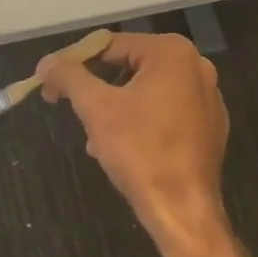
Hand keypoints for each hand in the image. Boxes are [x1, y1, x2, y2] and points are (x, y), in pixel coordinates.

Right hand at [38, 31, 229, 251]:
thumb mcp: (96, 108)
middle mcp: (197, 66)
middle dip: (96, 88)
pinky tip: (122, 148)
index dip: (74, 63)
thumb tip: (46, 62)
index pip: (111, 45)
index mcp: (172, 53)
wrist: (183, 211)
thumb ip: (69, 76)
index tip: (50, 84)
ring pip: (145, 91)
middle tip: (70, 108)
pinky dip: (140, 122)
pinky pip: (165, 112)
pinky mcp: (210, 126)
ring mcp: (208, 98)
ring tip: (94, 138)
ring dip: (114, 108)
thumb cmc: (140, 151)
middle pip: (129, 66)